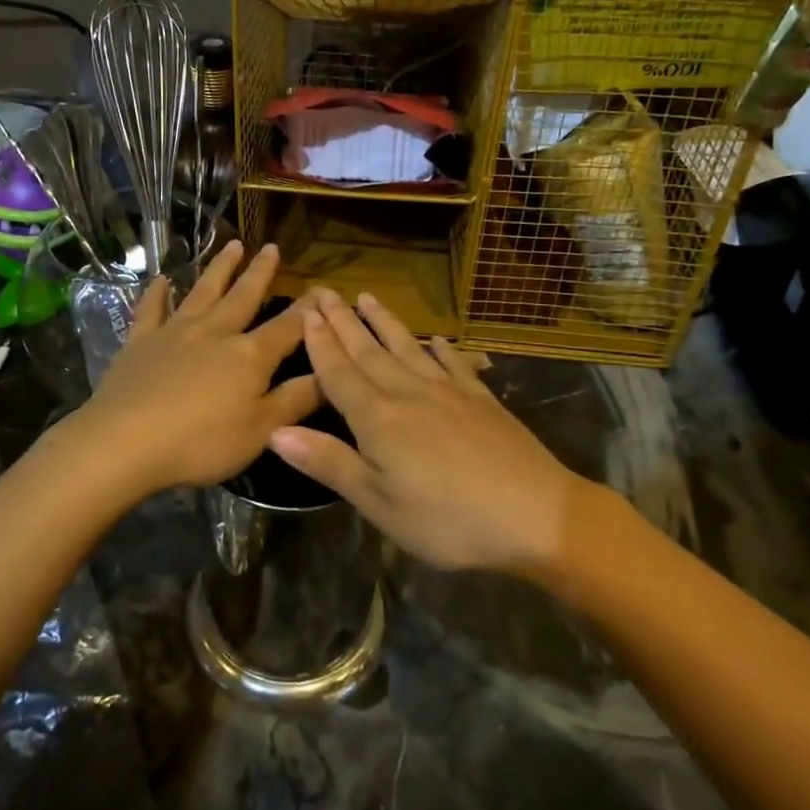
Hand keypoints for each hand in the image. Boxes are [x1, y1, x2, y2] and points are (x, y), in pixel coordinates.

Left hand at [66, 242, 319, 496]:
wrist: (125, 442)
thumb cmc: (201, 443)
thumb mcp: (261, 430)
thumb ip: (296, 400)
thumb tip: (330, 373)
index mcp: (249, 356)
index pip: (287, 328)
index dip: (307, 311)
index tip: (321, 290)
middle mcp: (215, 333)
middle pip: (243, 297)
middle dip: (260, 273)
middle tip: (271, 247)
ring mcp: (174, 333)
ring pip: (202, 292)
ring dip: (219, 269)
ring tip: (232, 245)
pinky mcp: (139, 343)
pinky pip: (151, 310)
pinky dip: (157, 293)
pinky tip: (162, 280)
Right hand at [268, 289, 583, 573]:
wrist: (535, 514)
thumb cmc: (447, 519)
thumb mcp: (378, 502)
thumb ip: (328, 462)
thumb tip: (275, 429)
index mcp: (377, 418)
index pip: (339, 373)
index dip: (320, 343)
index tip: (305, 312)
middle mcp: (408, 393)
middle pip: (368, 352)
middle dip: (343, 321)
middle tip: (324, 291)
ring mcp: (448, 391)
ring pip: (407, 348)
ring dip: (384, 322)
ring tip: (367, 297)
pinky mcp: (481, 399)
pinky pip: (452, 362)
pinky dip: (439, 347)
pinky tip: (434, 338)